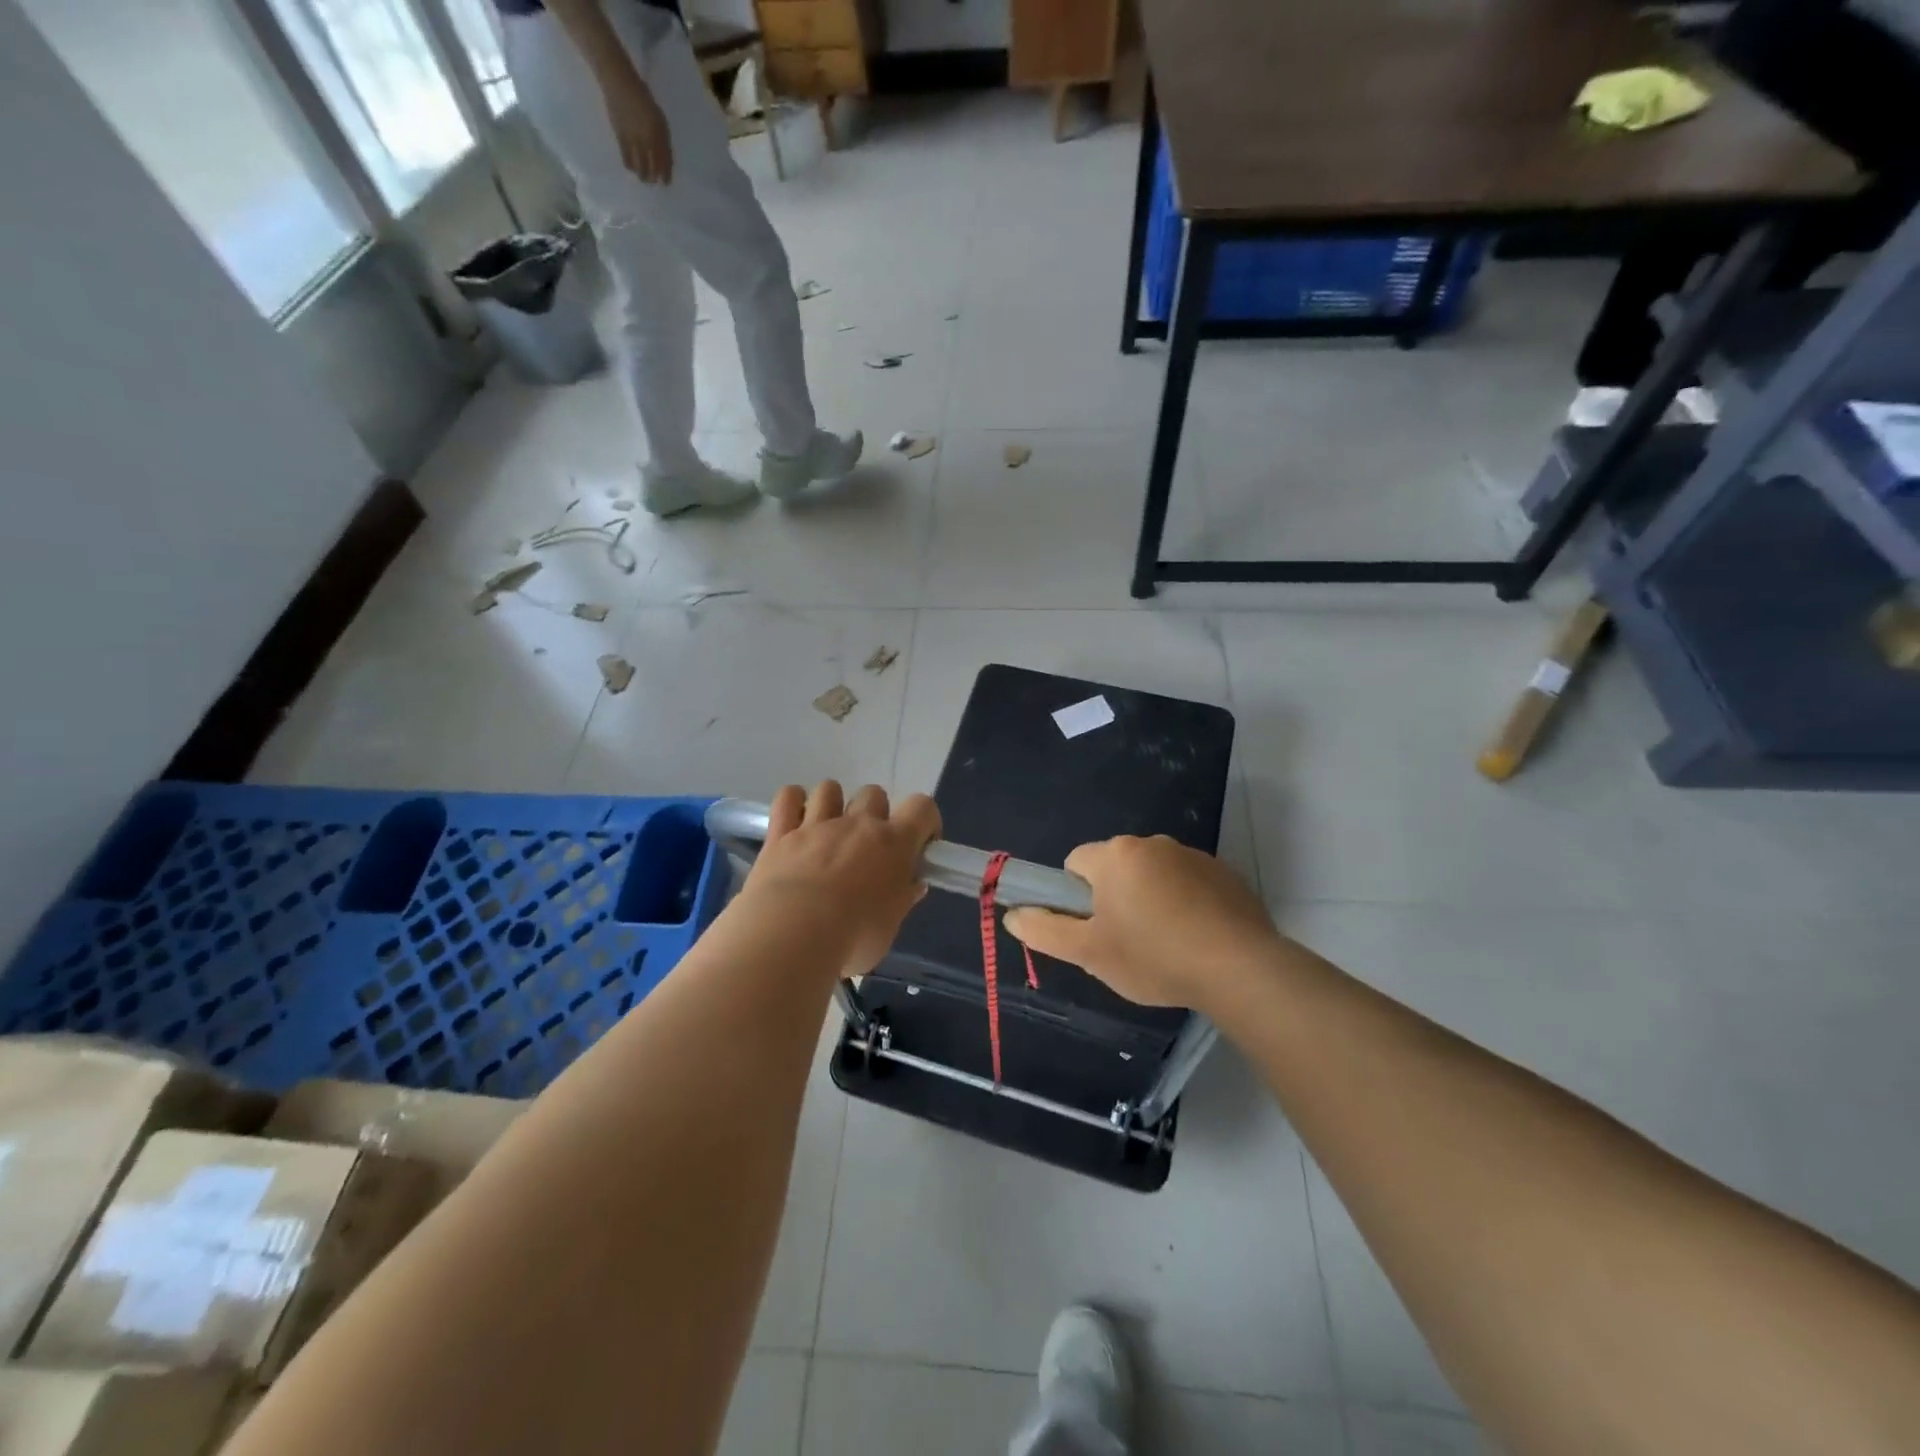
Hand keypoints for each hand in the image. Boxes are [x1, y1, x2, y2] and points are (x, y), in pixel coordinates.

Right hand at [605, 75, 671, 183]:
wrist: (619, 81)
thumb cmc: (642, 97)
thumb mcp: (659, 117)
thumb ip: (662, 137)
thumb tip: (664, 157)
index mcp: (659, 132)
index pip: (665, 160)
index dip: (666, 174)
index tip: (666, 182)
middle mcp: (648, 138)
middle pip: (653, 166)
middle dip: (654, 177)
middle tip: (653, 182)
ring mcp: (634, 138)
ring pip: (640, 165)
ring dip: (642, 175)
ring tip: (643, 178)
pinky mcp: (620, 135)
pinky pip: (626, 157)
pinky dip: (630, 165)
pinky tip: (631, 168)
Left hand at [736, 782, 940, 979]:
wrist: (791, 937)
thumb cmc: (852, 938)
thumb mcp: (889, 928)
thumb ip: (902, 900)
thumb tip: (913, 885)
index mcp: (894, 843)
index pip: (922, 808)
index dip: (925, 821)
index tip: (919, 847)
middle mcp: (857, 824)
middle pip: (874, 794)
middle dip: (875, 814)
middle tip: (868, 849)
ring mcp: (816, 825)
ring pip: (830, 789)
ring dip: (833, 804)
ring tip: (828, 833)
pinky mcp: (780, 834)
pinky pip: (788, 797)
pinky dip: (792, 801)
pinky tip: (794, 820)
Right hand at [1003, 836, 1279, 1010]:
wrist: (1239, 968)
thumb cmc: (1153, 957)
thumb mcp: (1089, 953)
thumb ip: (1044, 931)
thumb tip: (1011, 914)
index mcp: (1115, 855)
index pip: (1075, 864)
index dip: (1075, 898)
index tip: (1093, 929)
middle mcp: (1151, 843)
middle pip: (1115, 868)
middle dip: (1114, 898)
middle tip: (1126, 943)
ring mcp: (1193, 855)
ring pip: (1153, 875)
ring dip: (1150, 900)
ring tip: (1165, 946)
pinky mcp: (1225, 873)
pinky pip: (1188, 883)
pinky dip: (1185, 904)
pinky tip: (1195, 939)